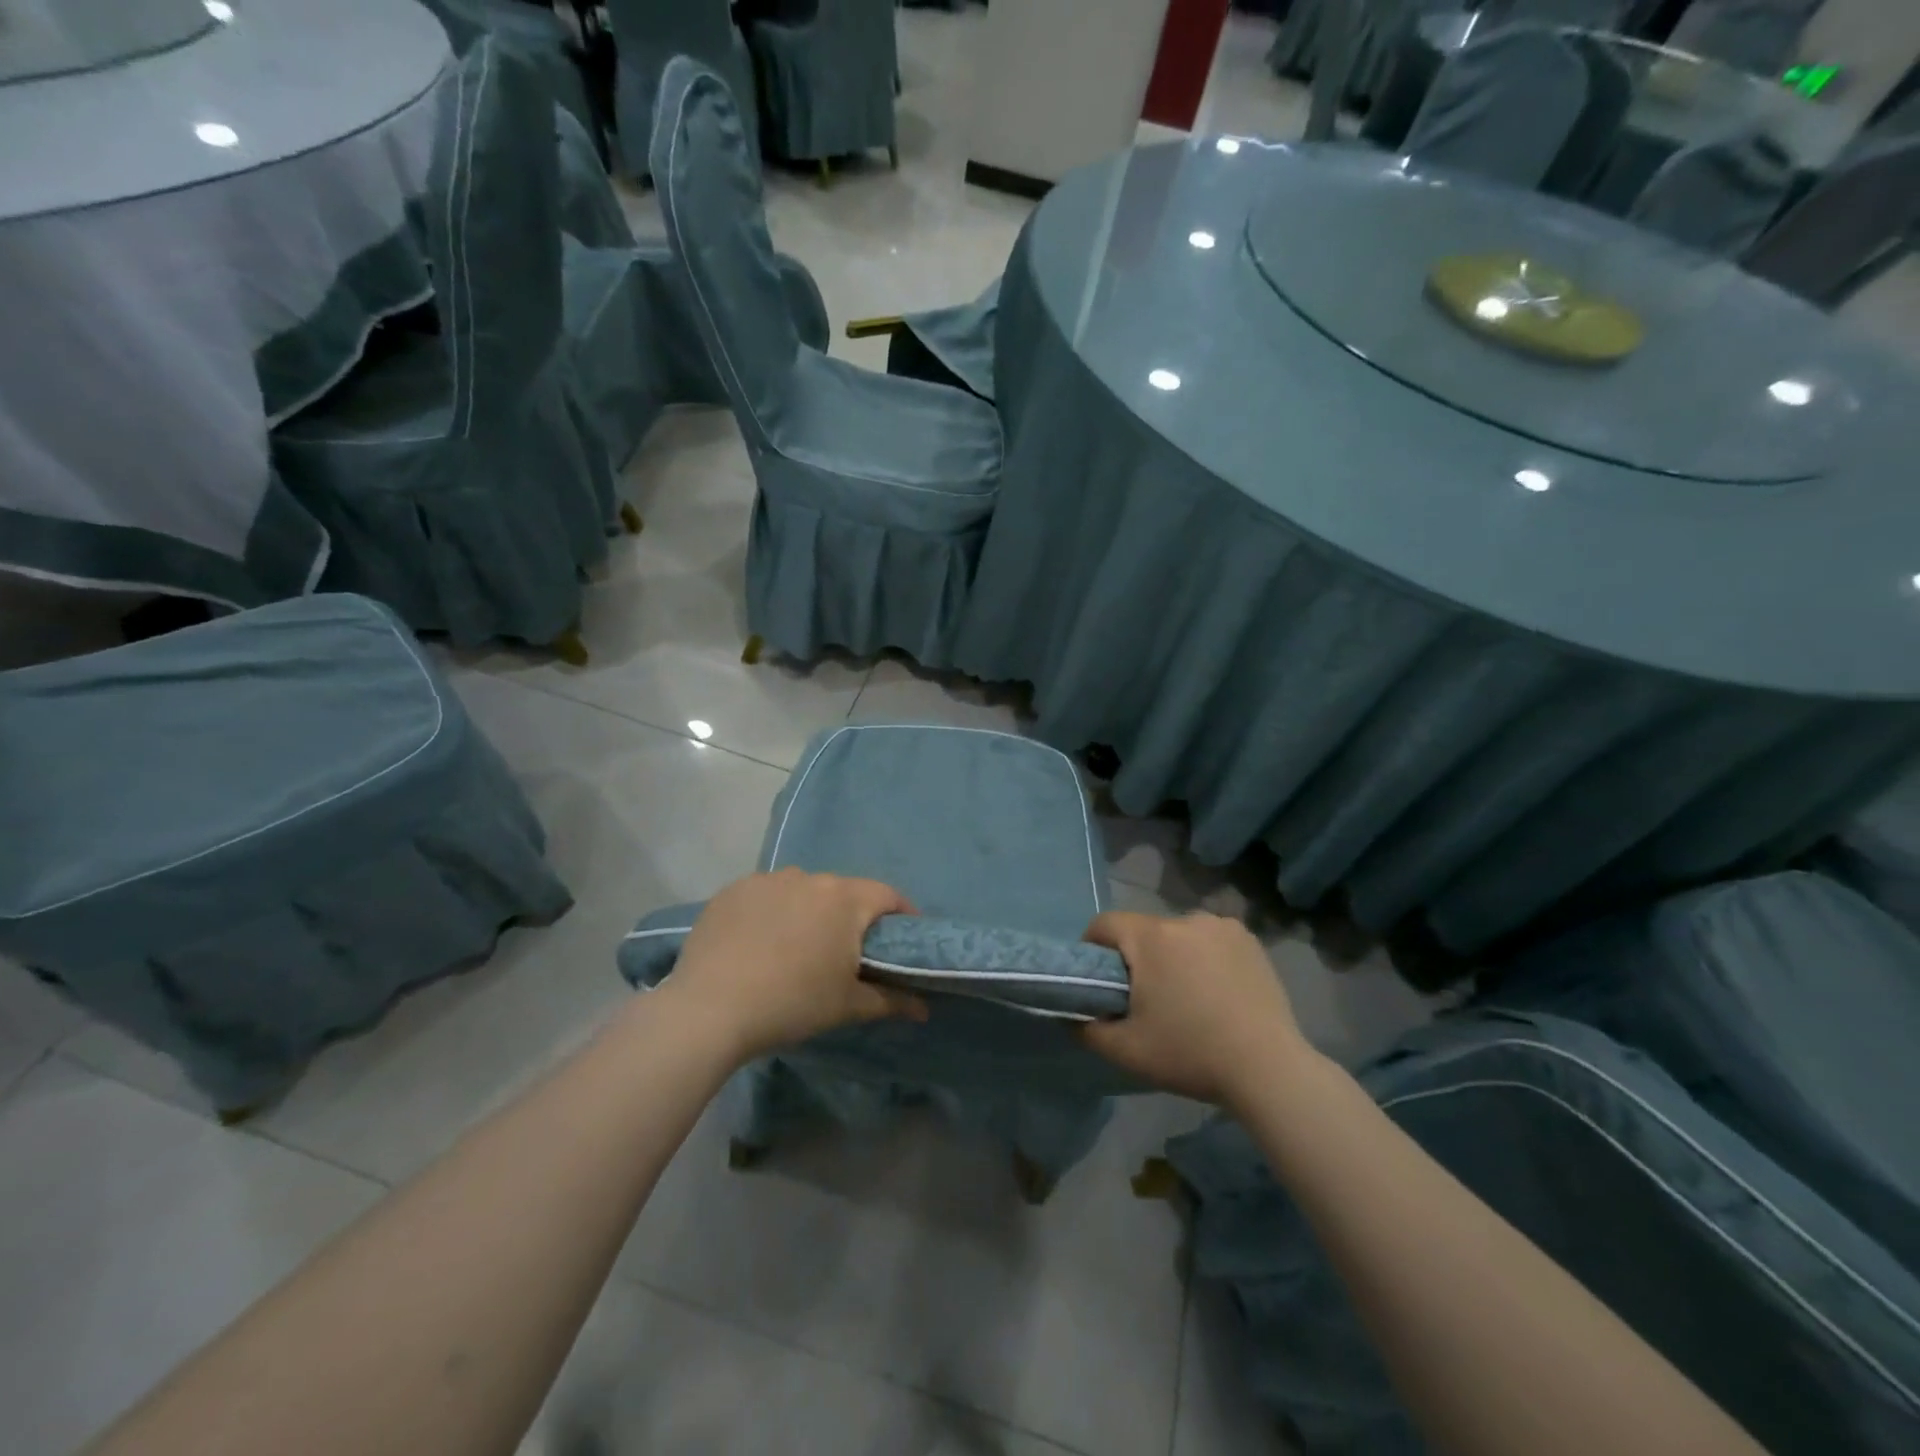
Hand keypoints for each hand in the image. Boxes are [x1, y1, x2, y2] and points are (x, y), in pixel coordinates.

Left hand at [664, 868, 927, 1061]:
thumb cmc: (792, 1003)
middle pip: (843, 891)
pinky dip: (772, 912)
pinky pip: (765, 895)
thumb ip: (891, 1000)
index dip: (901, 914)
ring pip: (802, 891)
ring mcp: (767, 880)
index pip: (887, 895)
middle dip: (851, 916)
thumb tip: (924, 1009)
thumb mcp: (847, 1005)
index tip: (903, 937)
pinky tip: (759, 943)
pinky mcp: (732, 890)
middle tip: (847, 952)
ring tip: (798, 947)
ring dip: (809, 911)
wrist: (710, 1009)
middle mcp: (809, 877)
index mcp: (844, 899)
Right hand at [1080, 911, 1314, 1107]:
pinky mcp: (1249, 939)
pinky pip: (1209, 939)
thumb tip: (1071, 1013)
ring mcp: (1221, 926)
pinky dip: (1204, 956)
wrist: (1268, 1069)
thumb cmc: (1190, 1054)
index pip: (1105, 924)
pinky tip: (1215, 990)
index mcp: (1151, 936)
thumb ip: (1086, 1027)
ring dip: (1172, 956)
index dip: (1092, 948)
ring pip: (1178, 934)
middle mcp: (1184, 919)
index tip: (1098, 980)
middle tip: (1142, 998)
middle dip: (1136, 957)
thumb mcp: (1125, 1050)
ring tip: (1184, 997)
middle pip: (1143, 930)